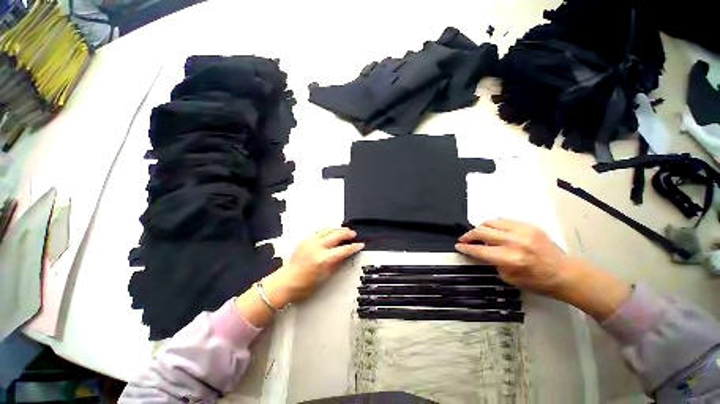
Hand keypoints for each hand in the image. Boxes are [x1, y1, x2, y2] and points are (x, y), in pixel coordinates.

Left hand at [264, 227, 364, 306]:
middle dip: (347, 233)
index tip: (360, 245)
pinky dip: (327, 231)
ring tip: (344, 230)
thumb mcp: (325, 277)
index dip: (353, 247)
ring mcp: (309, 241)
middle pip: (336, 235)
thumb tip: (345, 255)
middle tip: (353, 234)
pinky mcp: (304, 240)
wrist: (285, 282)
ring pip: (327, 229)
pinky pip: (319, 232)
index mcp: (323, 259)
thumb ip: (336, 263)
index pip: (343, 250)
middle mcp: (317, 247)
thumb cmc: (304, 285)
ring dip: (338, 229)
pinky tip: (331, 232)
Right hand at [455, 219, 570, 295]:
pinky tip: (493, 230)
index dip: (465, 247)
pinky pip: (504, 220)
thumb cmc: (536, 281)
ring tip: (478, 234)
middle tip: (464, 239)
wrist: (565, 273)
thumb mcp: (509, 278)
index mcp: (509, 259)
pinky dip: (494, 224)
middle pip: (481, 231)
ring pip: (491, 222)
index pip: (479, 249)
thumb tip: (479, 250)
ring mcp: (522, 231)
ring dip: (480, 228)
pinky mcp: (529, 225)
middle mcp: (514, 242)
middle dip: (468, 235)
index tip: (458, 245)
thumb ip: (492, 262)